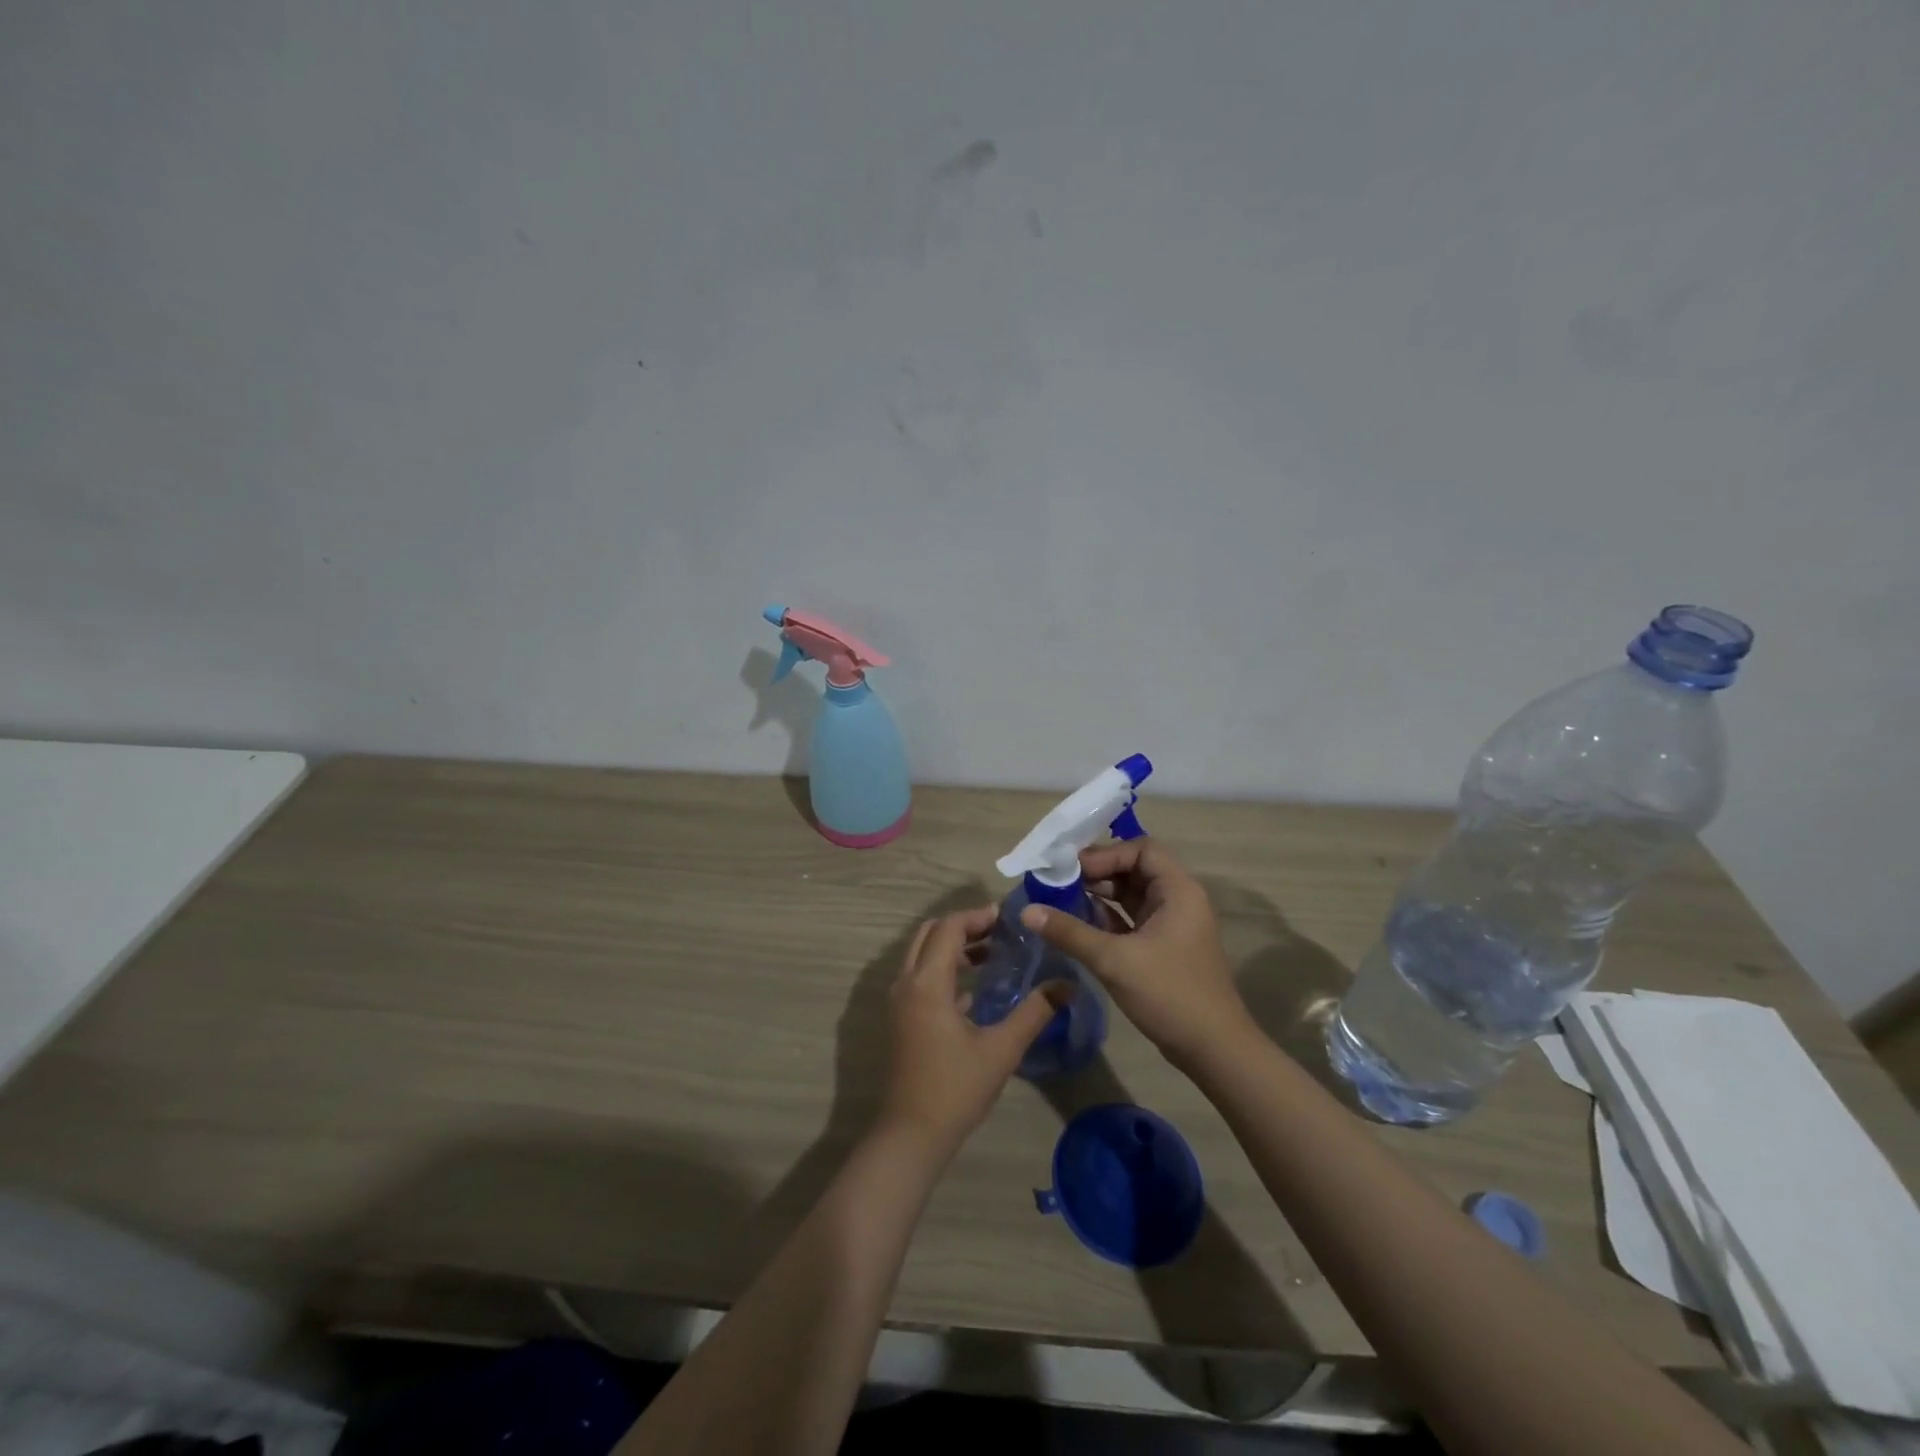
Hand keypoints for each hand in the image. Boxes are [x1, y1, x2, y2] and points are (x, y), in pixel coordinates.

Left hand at [879, 908, 1061, 1155]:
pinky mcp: (903, 1018)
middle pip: (930, 934)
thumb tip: (1068, 985)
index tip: (1006, 918)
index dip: (976, 917)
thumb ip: (1034, 1012)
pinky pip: (921, 977)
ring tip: (993, 953)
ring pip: (923, 954)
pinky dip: (945, 969)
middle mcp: (907, 983)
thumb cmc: (956, 1088)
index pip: (948, 928)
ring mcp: (901, 1001)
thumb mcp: (1002, 1049)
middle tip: (1000, 931)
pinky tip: (976, 987)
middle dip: (964, 926)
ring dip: (953, 946)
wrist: (912, 1134)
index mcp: (927, 983)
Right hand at [1020, 839, 1253, 1070]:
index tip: (1071, 869)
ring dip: (1099, 895)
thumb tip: (1027, 911)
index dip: (1106, 854)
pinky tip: (1078, 925)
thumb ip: (1070, 932)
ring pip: (1131, 896)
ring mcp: (1172, 925)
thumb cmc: (1169, 994)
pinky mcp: (1164, 947)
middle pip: (1134, 869)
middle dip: (1097, 873)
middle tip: (1058, 882)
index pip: (1141, 850)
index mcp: (1178, 890)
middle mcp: (1178, 900)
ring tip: (1061, 900)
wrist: (1213, 1050)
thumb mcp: (1114, 960)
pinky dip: (1107, 918)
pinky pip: (1132, 919)